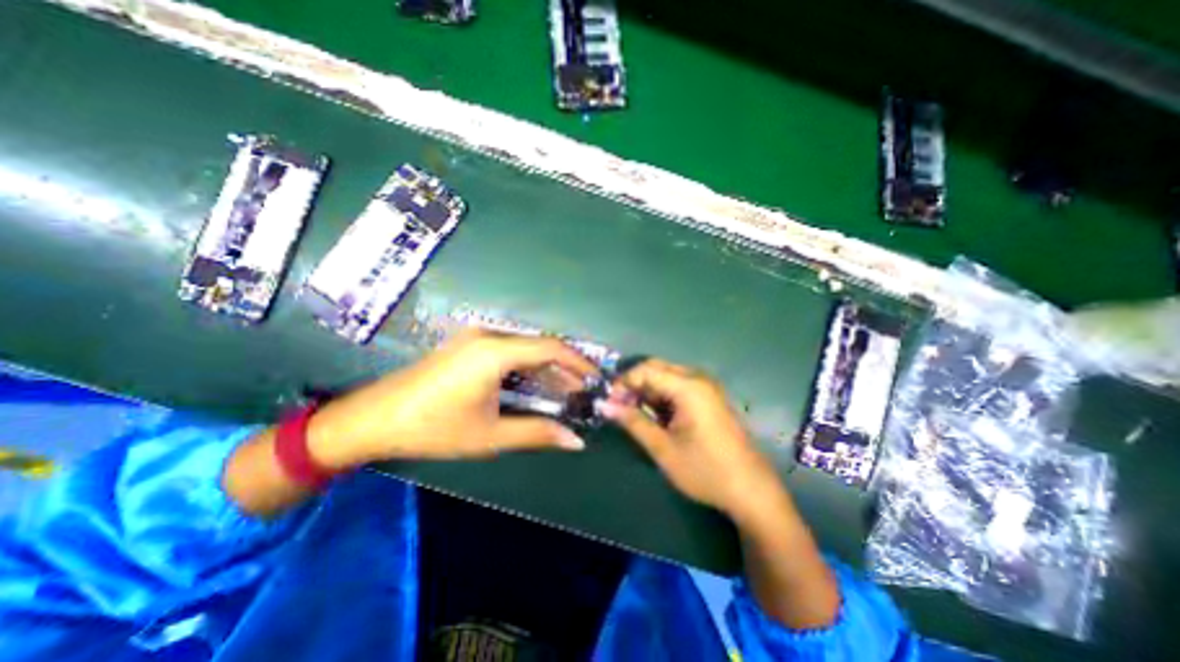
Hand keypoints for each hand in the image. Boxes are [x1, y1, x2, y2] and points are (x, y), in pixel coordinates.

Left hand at [306, 329, 594, 464]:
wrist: (371, 419)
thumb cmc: (432, 428)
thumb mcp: (489, 435)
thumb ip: (537, 433)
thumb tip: (576, 441)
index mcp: (494, 351)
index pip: (550, 347)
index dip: (579, 363)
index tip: (597, 380)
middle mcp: (488, 335)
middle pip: (540, 345)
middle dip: (566, 368)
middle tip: (585, 392)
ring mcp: (475, 337)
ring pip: (525, 348)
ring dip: (547, 368)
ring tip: (567, 392)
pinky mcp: (468, 345)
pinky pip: (509, 350)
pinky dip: (528, 366)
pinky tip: (536, 384)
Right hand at [604, 358, 780, 519]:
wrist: (751, 490)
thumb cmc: (705, 470)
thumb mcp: (663, 448)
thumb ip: (632, 422)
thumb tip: (604, 405)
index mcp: (688, 387)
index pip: (646, 369)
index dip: (623, 382)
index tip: (609, 401)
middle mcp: (698, 379)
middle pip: (656, 368)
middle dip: (634, 384)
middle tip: (619, 406)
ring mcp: (706, 388)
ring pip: (666, 377)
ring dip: (647, 391)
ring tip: (633, 413)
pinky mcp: (709, 398)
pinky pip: (678, 387)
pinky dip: (661, 397)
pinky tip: (654, 415)